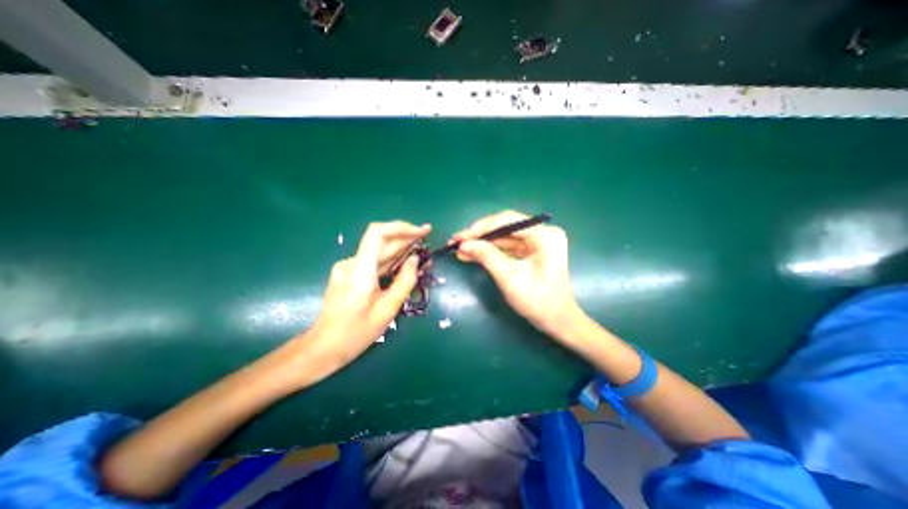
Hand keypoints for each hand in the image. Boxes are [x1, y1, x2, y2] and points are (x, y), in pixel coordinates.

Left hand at [293, 220, 429, 383]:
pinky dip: (390, 262)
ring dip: (400, 251)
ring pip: (378, 252)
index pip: (378, 233)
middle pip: (381, 242)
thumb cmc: (356, 332)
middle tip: (427, 239)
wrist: (324, 347)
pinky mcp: (349, 274)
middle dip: (406, 239)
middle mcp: (351, 263)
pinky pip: (373, 263)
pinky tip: (405, 266)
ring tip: (422, 255)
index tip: (421, 231)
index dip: (401, 228)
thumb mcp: (387, 309)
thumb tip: (415, 260)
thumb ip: (405, 281)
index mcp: (360, 270)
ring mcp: (348, 268)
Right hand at [451, 208, 580, 340]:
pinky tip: (471, 254)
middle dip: (479, 235)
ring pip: (503, 237)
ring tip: (459, 248)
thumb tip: (464, 244)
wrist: (556, 320)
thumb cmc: (538, 301)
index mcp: (544, 235)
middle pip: (504, 227)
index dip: (481, 227)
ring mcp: (537, 241)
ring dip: (481, 243)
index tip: (461, 236)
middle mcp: (542, 233)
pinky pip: (506, 246)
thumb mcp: (509, 278)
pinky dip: (489, 250)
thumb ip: (487, 257)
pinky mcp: (531, 250)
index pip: (508, 221)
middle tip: (456, 241)